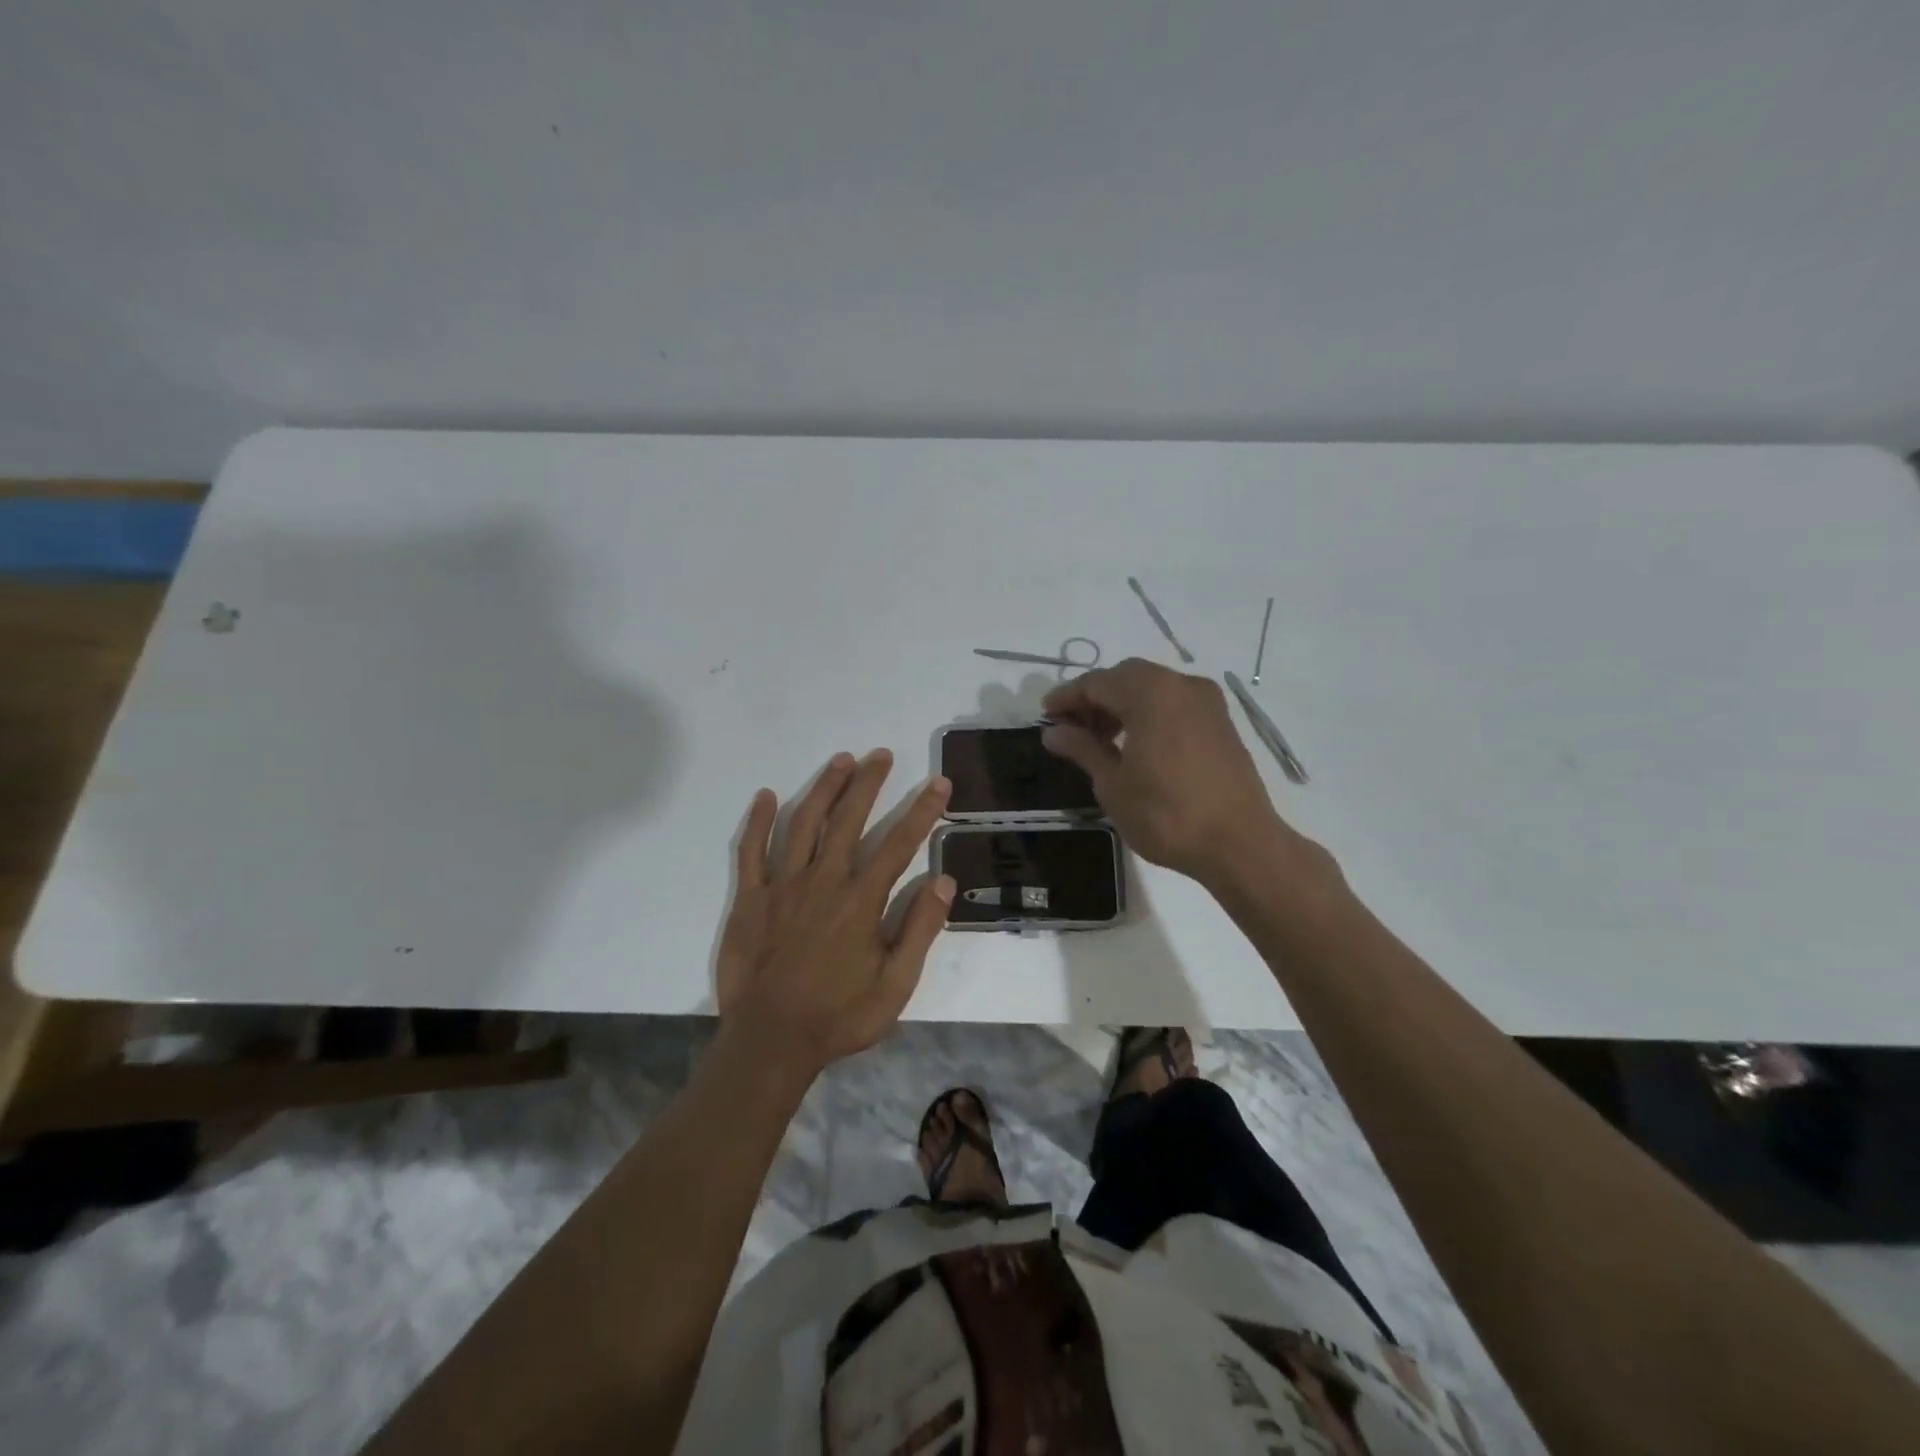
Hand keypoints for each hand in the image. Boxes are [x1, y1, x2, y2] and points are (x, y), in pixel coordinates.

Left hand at [716, 749, 954, 1080]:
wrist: (770, 1042)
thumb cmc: (838, 1016)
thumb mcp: (895, 986)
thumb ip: (920, 930)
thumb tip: (942, 880)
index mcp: (860, 901)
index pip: (898, 843)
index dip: (922, 811)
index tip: (939, 783)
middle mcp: (822, 880)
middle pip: (848, 819)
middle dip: (868, 783)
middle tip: (881, 754)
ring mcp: (782, 885)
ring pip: (803, 823)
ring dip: (824, 788)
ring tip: (841, 761)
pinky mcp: (750, 898)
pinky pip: (751, 850)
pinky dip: (757, 821)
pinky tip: (766, 795)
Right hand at [1041, 658, 1301, 886]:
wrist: (1238, 844)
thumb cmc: (1166, 814)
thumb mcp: (1112, 784)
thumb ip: (1082, 748)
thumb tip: (1053, 731)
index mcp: (1151, 692)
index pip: (1096, 682)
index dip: (1067, 698)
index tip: (1045, 716)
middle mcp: (1181, 685)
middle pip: (1126, 678)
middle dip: (1095, 698)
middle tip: (1071, 729)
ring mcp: (1207, 702)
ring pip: (1152, 688)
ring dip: (1122, 706)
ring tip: (1101, 741)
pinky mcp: (1221, 722)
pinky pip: (1174, 704)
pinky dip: (1149, 713)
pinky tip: (1136, 745)